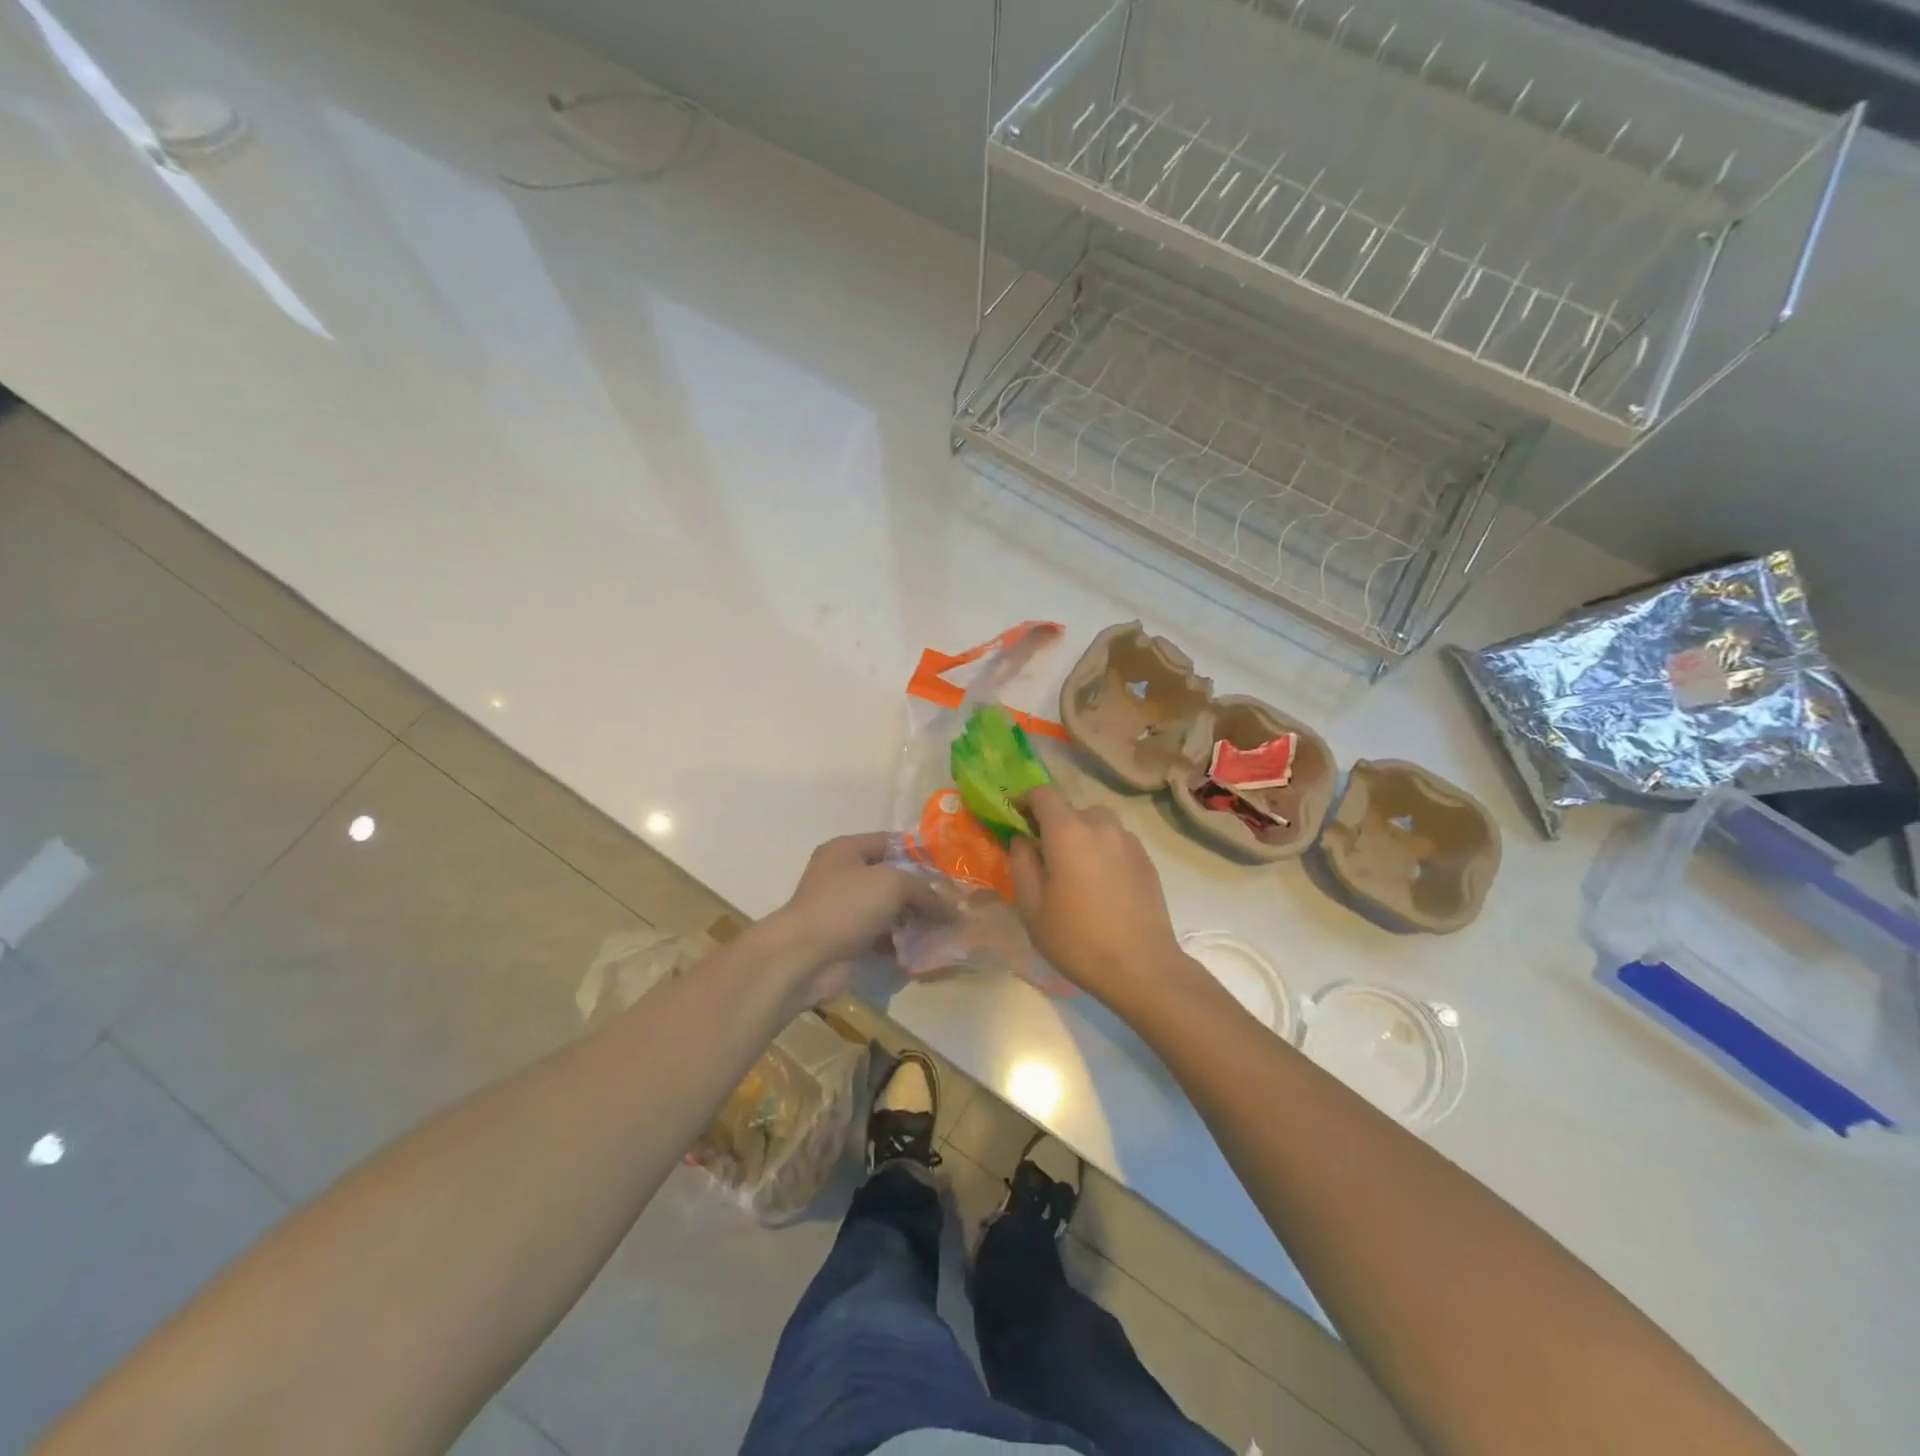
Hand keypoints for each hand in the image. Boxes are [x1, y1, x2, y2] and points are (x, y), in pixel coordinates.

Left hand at [767, 833, 949, 1007]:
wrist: (804, 958)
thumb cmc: (846, 906)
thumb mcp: (892, 884)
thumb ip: (925, 891)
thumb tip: (952, 910)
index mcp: (847, 850)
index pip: (891, 842)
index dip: (921, 852)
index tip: (950, 868)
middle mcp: (844, 876)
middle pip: (892, 877)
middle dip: (922, 890)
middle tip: (953, 901)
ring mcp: (845, 910)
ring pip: (889, 909)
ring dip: (915, 918)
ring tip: (946, 926)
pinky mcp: (849, 940)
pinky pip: (883, 936)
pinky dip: (902, 941)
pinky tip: (926, 947)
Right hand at [1008, 786, 1191, 1014]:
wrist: (1142, 968)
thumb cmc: (1077, 939)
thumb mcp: (1032, 907)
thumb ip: (1022, 863)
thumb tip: (1023, 840)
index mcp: (1068, 832)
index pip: (1044, 794)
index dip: (1025, 800)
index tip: (1014, 817)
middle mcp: (1101, 826)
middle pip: (1072, 810)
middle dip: (1054, 825)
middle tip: (1043, 856)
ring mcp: (1129, 842)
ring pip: (1097, 825)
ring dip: (1081, 837)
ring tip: (1074, 871)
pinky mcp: (1147, 860)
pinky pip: (1116, 842)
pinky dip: (1102, 851)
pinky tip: (1100, 886)